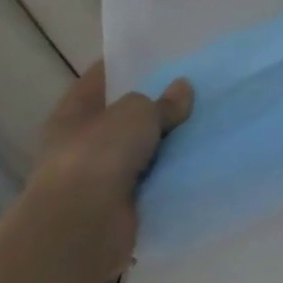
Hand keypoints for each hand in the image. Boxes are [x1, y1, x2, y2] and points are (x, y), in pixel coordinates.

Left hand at [24, 63, 192, 279]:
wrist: (81, 227)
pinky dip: (172, 172)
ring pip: (142, 148)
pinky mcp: (120, 203)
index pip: (101, 78)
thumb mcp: (136, 113)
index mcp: (74, 112)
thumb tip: (182, 89)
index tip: (162, 55)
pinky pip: (153, 178)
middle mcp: (82, 141)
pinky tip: (202, 158)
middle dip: (157, 105)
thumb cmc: (98, 155)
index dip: (128, 65)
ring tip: (209, 121)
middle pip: (125, 115)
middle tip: (197, 87)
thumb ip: (162, 102)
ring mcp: (100, 174)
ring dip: (168, 141)